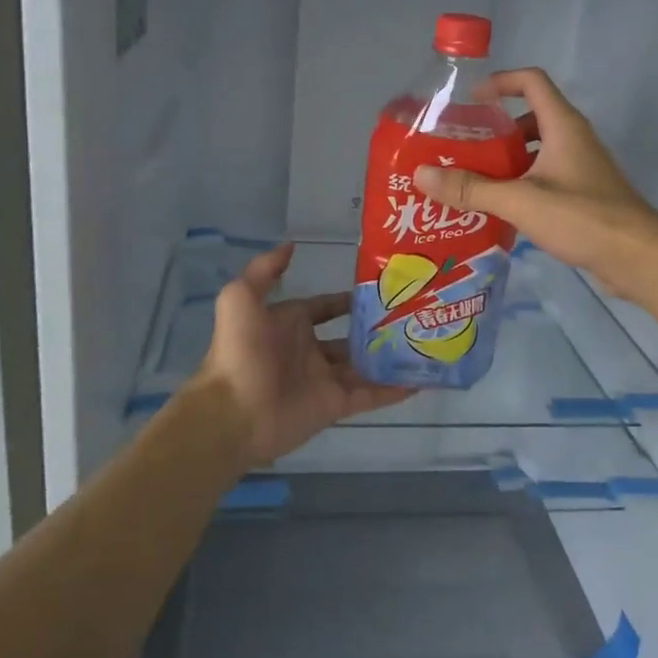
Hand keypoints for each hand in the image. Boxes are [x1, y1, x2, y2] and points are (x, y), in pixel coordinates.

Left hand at [193, 243, 414, 466]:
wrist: (234, 412)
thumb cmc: (240, 351)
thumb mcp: (242, 298)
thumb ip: (265, 269)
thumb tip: (291, 245)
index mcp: (289, 324)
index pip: (325, 307)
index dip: (348, 299)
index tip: (381, 289)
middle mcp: (309, 350)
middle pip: (350, 337)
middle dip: (375, 328)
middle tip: (412, 315)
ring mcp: (324, 379)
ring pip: (364, 365)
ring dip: (389, 357)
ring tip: (424, 343)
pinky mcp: (335, 406)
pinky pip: (370, 396)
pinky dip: (393, 390)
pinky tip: (420, 380)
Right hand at [413, 68, 657, 300]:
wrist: (638, 257)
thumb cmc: (582, 217)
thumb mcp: (520, 200)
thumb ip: (471, 189)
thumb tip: (422, 174)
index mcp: (562, 126)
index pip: (531, 82)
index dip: (500, 82)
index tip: (471, 100)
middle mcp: (573, 139)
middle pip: (530, 117)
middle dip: (495, 129)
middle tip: (462, 148)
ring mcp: (581, 167)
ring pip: (536, 151)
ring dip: (506, 160)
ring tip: (472, 179)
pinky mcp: (583, 194)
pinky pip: (545, 177)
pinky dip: (521, 183)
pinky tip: (499, 208)